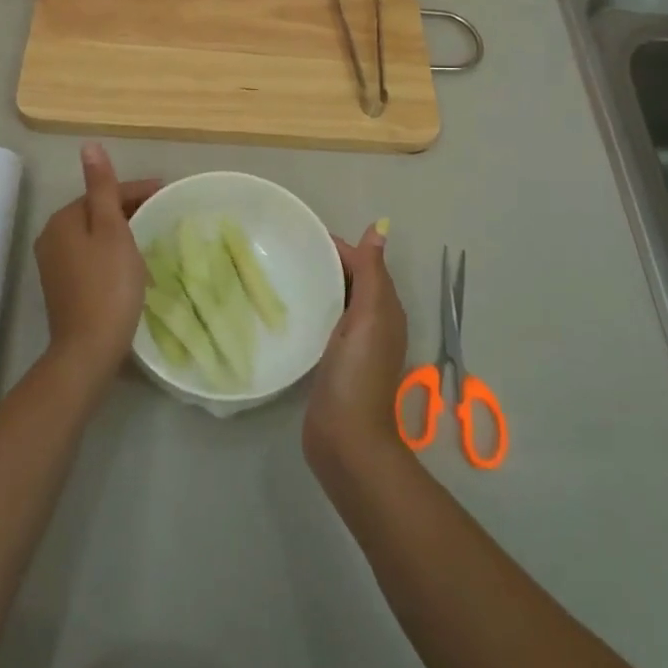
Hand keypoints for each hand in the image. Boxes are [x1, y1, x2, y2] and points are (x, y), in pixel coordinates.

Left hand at [33, 143, 160, 379]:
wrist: (88, 348)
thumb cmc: (108, 285)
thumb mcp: (112, 230)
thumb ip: (102, 188)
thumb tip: (88, 146)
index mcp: (63, 219)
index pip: (103, 192)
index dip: (136, 190)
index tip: (167, 193)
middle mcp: (51, 236)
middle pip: (96, 212)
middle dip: (128, 209)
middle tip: (162, 214)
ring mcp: (54, 264)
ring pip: (93, 234)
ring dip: (120, 230)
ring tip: (150, 234)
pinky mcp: (62, 286)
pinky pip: (90, 255)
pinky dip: (110, 251)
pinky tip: (129, 262)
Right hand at [303, 221, 408, 483]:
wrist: (346, 440)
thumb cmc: (358, 373)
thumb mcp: (370, 316)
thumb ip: (372, 273)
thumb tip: (381, 227)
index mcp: (385, 308)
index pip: (364, 264)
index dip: (339, 247)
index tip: (302, 234)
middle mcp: (373, 323)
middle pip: (351, 281)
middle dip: (325, 263)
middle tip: (285, 249)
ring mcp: (353, 345)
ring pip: (336, 302)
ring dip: (317, 285)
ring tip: (281, 271)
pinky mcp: (333, 362)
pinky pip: (323, 323)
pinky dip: (310, 309)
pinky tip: (287, 308)